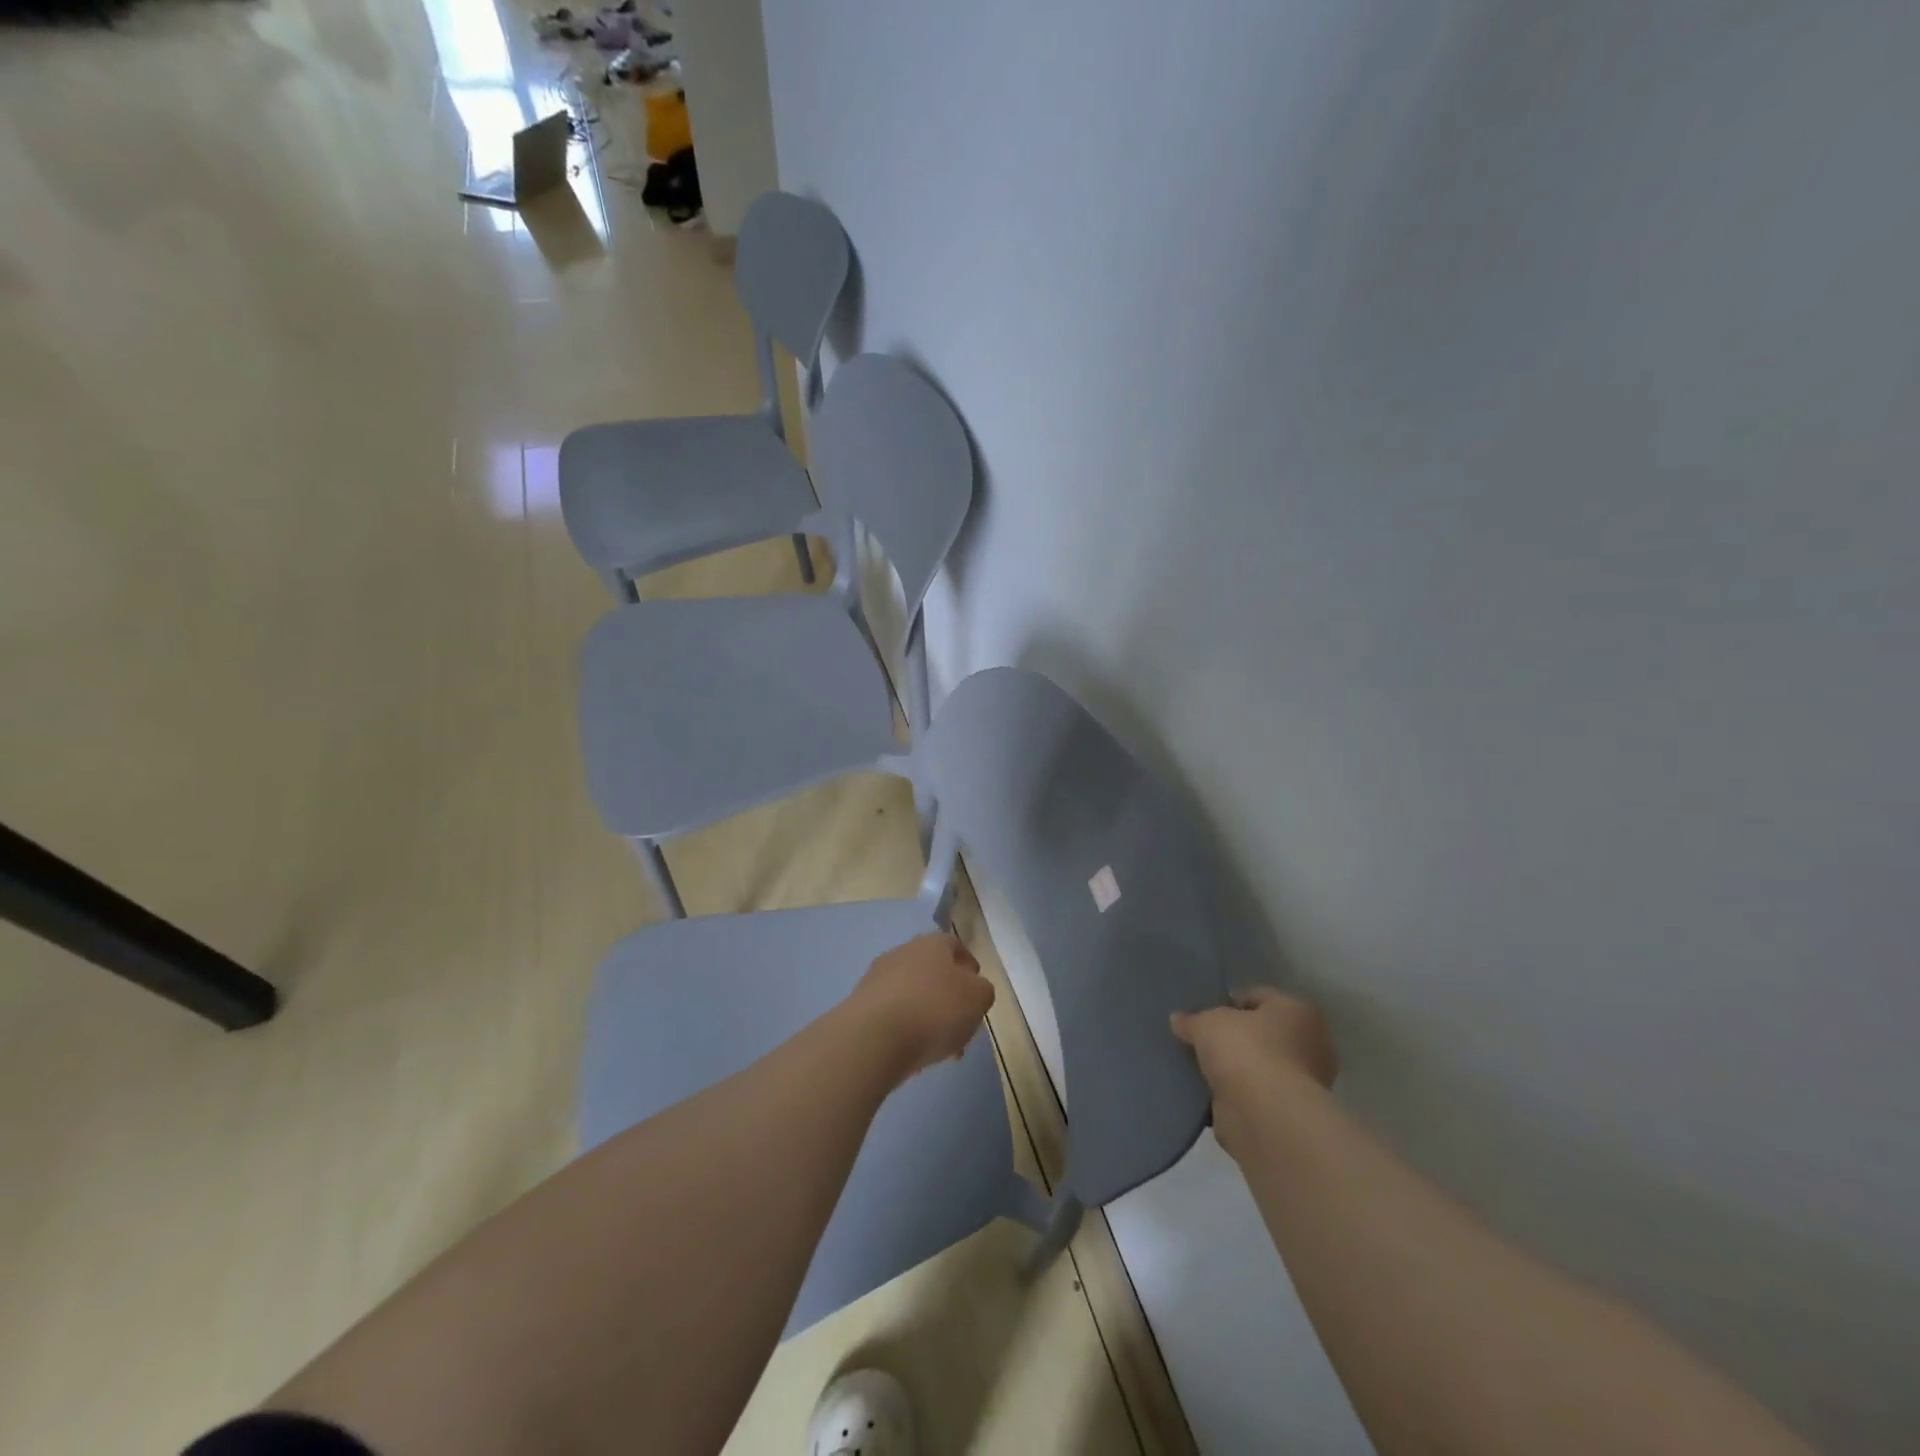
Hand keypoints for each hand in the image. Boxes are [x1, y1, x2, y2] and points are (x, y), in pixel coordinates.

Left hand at [848, 933, 994, 1083]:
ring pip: (912, 995)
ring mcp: (877, 978)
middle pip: (932, 971)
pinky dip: (905, 1029)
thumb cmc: (935, 1010)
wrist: (874, 1037)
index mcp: (932, 944)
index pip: (955, 946)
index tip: (977, 989)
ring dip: (927, 1015)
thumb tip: (973, 989)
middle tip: (961, 1025)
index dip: (969, 967)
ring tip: (940, 1048)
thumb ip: (982, 990)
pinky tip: (914, 1053)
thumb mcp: (978, 999)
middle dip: (949, 997)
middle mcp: (903, 952)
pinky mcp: (860, 1005)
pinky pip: (892, 1014)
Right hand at [1171, 988, 1336, 1157]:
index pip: (1259, 997)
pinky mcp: (1288, 1113)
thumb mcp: (1208, 1022)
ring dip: (1236, 1068)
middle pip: (1262, 1033)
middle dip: (1235, 1037)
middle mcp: (1310, 1044)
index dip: (1230, 1002)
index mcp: (1298, 1011)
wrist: (1265, 1116)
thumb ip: (1193, 1019)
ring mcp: (1303, 1083)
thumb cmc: (1246, 1050)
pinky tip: (1209, 1091)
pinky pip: (1255, 1093)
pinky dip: (1236, 1093)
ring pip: (1259, 1065)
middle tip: (1203, 1040)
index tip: (1205, 1012)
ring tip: (1202, 1067)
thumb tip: (1179, 1020)